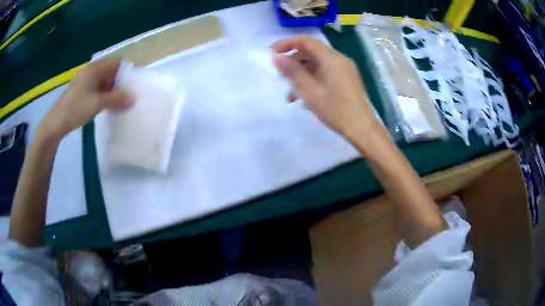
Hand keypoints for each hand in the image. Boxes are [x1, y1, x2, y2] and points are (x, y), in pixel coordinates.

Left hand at [38, 58, 131, 141]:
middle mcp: (92, 71)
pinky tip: (110, 106)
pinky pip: (99, 89)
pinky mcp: (84, 91)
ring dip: (114, 91)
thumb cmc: (76, 109)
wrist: (56, 123)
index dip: (127, 71)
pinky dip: (106, 96)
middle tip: (130, 96)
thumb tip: (132, 98)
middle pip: (112, 72)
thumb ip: (116, 99)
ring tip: (122, 103)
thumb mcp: (97, 104)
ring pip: (106, 82)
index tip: (134, 84)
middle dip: (121, 83)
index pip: (117, 63)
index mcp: (95, 68)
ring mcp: (87, 81)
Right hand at [271, 37, 380, 139]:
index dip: (287, 43)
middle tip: (279, 73)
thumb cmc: (336, 110)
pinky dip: (312, 79)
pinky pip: (325, 72)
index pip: (306, 41)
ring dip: (302, 74)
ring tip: (290, 93)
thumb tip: (277, 57)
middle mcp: (339, 59)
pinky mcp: (346, 79)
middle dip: (293, 60)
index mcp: (332, 59)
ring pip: (318, 63)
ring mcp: (345, 69)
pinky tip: (304, 96)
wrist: (361, 128)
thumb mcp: (310, 92)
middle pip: (312, 51)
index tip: (271, 52)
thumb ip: (293, 72)